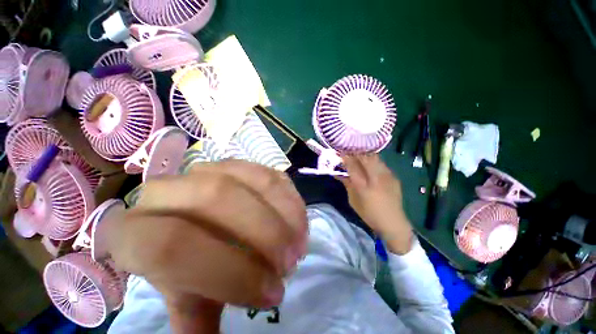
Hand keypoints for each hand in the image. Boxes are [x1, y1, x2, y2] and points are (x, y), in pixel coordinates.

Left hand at [102, 160, 307, 332]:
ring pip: (248, 180)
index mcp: (135, 229)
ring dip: (281, 213)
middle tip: (290, 263)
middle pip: (216, 199)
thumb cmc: (181, 262)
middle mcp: (168, 189)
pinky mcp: (238, 163)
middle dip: (263, 233)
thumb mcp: (185, 294)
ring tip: (299, 242)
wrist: (190, 218)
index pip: (168, 246)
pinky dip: (288, 198)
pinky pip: (267, 174)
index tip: (270, 293)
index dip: (225, 273)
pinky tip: (299, 219)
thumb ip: (195, 316)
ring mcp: (207, 168)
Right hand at [339, 154, 412, 254]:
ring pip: (375, 158)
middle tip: (349, 150)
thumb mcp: (353, 201)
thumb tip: (338, 173)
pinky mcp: (394, 177)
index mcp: (364, 187)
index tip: (340, 151)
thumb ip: (347, 184)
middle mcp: (376, 179)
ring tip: (358, 153)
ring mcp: (387, 176)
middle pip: (365, 158)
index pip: (353, 166)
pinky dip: (373, 160)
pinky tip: (369, 163)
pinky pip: (381, 163)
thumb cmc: (369, 214)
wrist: (393, 222)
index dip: (346, 157)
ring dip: (365, 154)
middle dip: (356, 152)